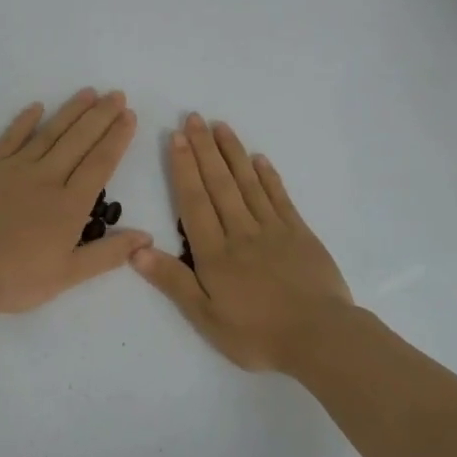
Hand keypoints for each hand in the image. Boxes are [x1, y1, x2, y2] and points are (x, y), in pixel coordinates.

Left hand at [0, 90, 151, 315]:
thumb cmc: (17, 279)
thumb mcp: (68, 275)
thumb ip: (108, 254)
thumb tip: (146, 237)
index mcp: (70, 205)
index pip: (100, 163)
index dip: (117, 137)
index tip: (129, 115)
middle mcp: (47, 178)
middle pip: (79, 140)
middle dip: (101, 115)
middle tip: (117, 94)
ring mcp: (15, 169)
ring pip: (49, 133)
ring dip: (71, 111)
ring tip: (89, 92)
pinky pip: (10, 138)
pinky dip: (24, 121)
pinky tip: (37, 106)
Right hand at [134, 115, 354, 372]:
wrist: (320, 338)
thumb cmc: (257, 334)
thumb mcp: (206, 317)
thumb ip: (173, 281)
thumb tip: (135, 249)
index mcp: (215, 253)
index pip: (194, 201)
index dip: (184, 168)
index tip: (176, 138)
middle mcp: (241, 231)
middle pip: (219, 183)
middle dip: (204, 150)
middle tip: (194, 118)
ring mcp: (273, 229)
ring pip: (248, 183)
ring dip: (233, 153)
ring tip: (220, 126)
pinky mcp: (299, 233)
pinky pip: (279, 197)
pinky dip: (268, 176)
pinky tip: (259, 159)